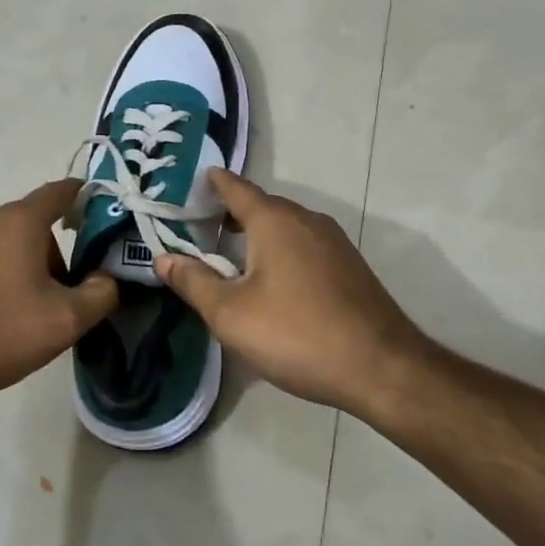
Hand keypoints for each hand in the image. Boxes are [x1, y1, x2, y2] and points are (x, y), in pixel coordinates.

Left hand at [0, 179, 117, 413]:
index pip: (60, 191)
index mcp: (19, 221)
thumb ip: (101, 294)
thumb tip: (108, 278)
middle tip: (62, 295)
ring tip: (23, 313)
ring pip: (3, 243)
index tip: (102, 215)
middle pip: (32, 224)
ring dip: (22, 266)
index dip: (85, 197)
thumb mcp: (65, 321)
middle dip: (54, 253)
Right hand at [154, 170, 427, 414]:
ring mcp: (334, 242)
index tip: (197, 178)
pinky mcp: (349, 266)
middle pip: (263, 206)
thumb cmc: (296, 334)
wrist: (380, 366)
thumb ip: (195, 282)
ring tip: (232, 254)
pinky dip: (281, 249)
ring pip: (286, 226)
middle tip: (202, 226)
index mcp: (275, 221)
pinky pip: (305, 245)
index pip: (237, 189)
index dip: (215, 183)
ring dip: (258, 234)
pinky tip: (273, 279)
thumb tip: (164, 258)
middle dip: (233, 212)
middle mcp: (307, 220)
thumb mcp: (231, 314)